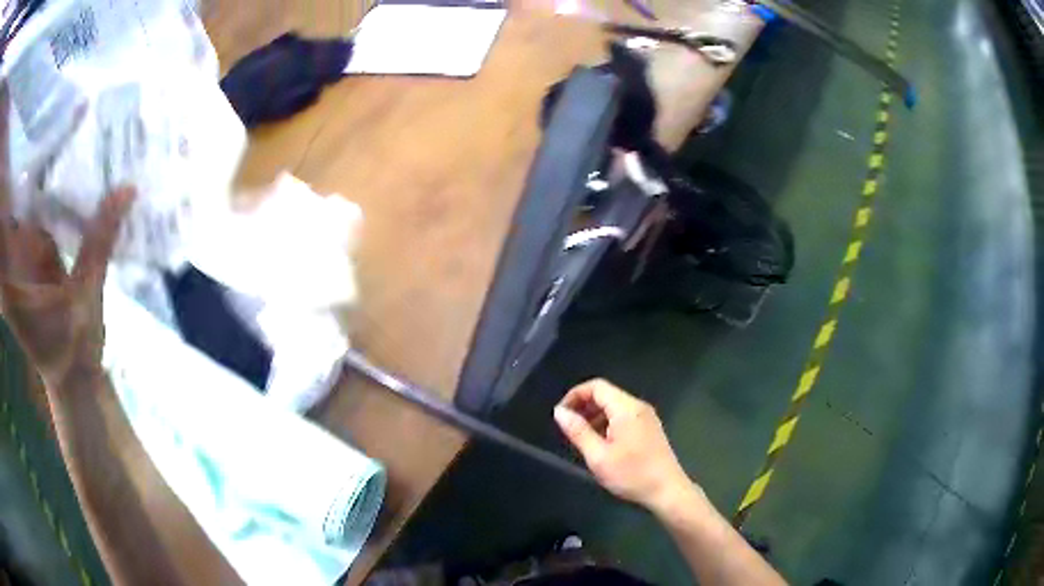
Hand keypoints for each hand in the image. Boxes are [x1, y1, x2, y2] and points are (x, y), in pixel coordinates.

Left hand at [0, 85, 133, 386]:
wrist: (73, 379)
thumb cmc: (73, 351)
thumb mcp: (84, 301)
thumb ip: (98, 244)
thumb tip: (126, 188)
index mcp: (11, 278)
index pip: (1, 226)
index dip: (6, 187)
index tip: (18, 144)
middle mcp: (10, 262)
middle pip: (8, 203)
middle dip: (20, 161)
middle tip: (44, 117)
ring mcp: (18, 256)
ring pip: (19, 201)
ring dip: (31, 167)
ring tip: (54, 128)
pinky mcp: (28, 253)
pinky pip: (30, 210)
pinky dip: (41, 186)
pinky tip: (59, 163)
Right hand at [554, 378, 700, 514]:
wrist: (667, 491)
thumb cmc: (632, 475)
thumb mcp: (598, 456)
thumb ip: (578, 431)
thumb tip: (560, 412)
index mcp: (626, 409)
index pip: (596, 387)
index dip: (574, 396)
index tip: (560, 415)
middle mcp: (638, 407)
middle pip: (606, 394)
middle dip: (584, 406)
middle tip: (568, 428)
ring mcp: (646, 417)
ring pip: (614, 406)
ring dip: (595, 416)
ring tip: (581, 439)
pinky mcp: (649, 428)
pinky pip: (624, 416)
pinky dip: (608, 423)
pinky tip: (601, 444)